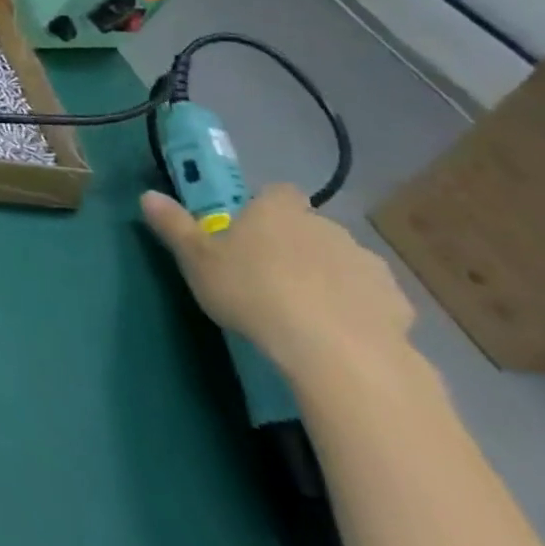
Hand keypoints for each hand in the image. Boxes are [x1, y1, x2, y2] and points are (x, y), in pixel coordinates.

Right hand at [140, 183, 413, 380]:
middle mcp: (326, 226)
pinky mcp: (397, 304)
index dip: (264, 209)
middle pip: (308, 227)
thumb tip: (147, 195)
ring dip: (327, 277)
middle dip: (294, 246)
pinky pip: (371, 299)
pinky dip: (357, 310)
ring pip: (341, 262)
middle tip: (269, 278)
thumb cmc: (254, 293)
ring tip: (304, 312)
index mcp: (278, 210)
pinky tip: (338, 336)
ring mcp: (366, 264)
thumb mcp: (197, 261)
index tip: (249, 235)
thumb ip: (174, 226)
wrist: (337, 352)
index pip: (275, 192)